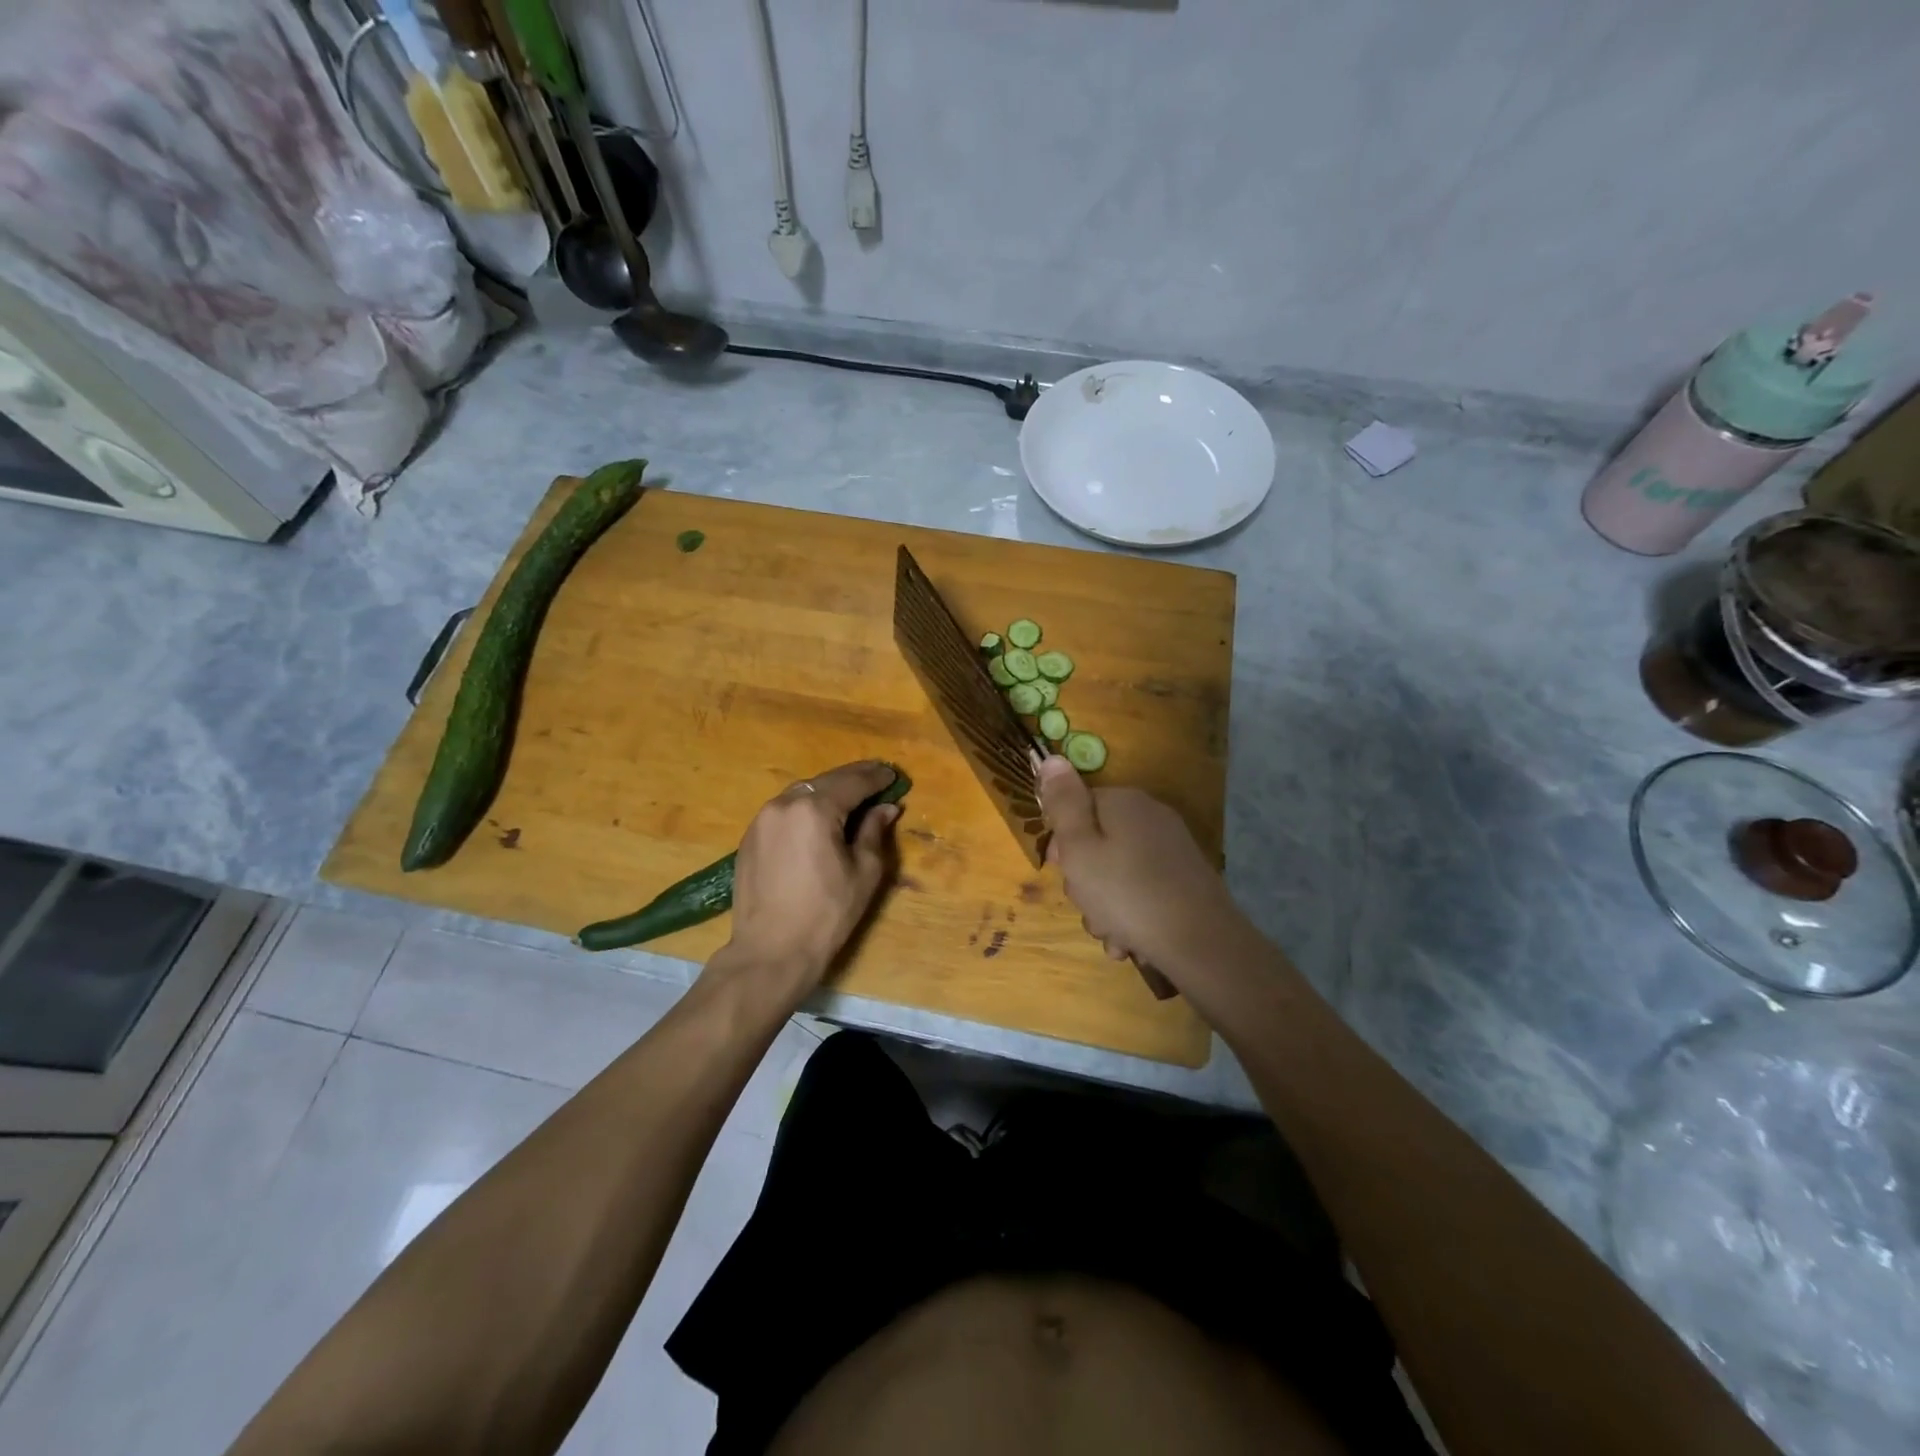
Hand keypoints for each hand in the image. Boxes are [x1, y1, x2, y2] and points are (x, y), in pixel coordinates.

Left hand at [719, 761, 901, 997]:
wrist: (770, 952)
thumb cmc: (826, 914)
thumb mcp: (863, 872)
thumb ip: (873, 832)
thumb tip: (885, 808)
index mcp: (815, 809)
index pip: (853, 782)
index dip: (876, 778)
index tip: (894, 775)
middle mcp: (784, 804)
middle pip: (825, 781)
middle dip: (853, 778)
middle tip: (877, 777)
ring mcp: (762, 819)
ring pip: (801, 793)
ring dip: (828, 791)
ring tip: (850, 797)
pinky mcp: (750, 837)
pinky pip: (784, 810)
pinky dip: (806, 807)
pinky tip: (819, 818)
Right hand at [1039, 755, 1239, 983]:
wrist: (1200, 943)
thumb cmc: (1126, 893)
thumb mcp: (1079, 848)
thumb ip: (1062, 805)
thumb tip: (1052, 759)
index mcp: (1123, 803)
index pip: (1077, 807)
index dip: (1062, 840)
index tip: (1062, 868)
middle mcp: (1150, 817)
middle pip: (1097, 843)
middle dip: (1084, 881)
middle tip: (1086, 903)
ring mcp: (1171, 850)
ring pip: (1117, 874)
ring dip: (1104, 907)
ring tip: (1111, 933)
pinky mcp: (1183, 881)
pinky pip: (1141, 893)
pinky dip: (1130, 916)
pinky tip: (1129, 941)